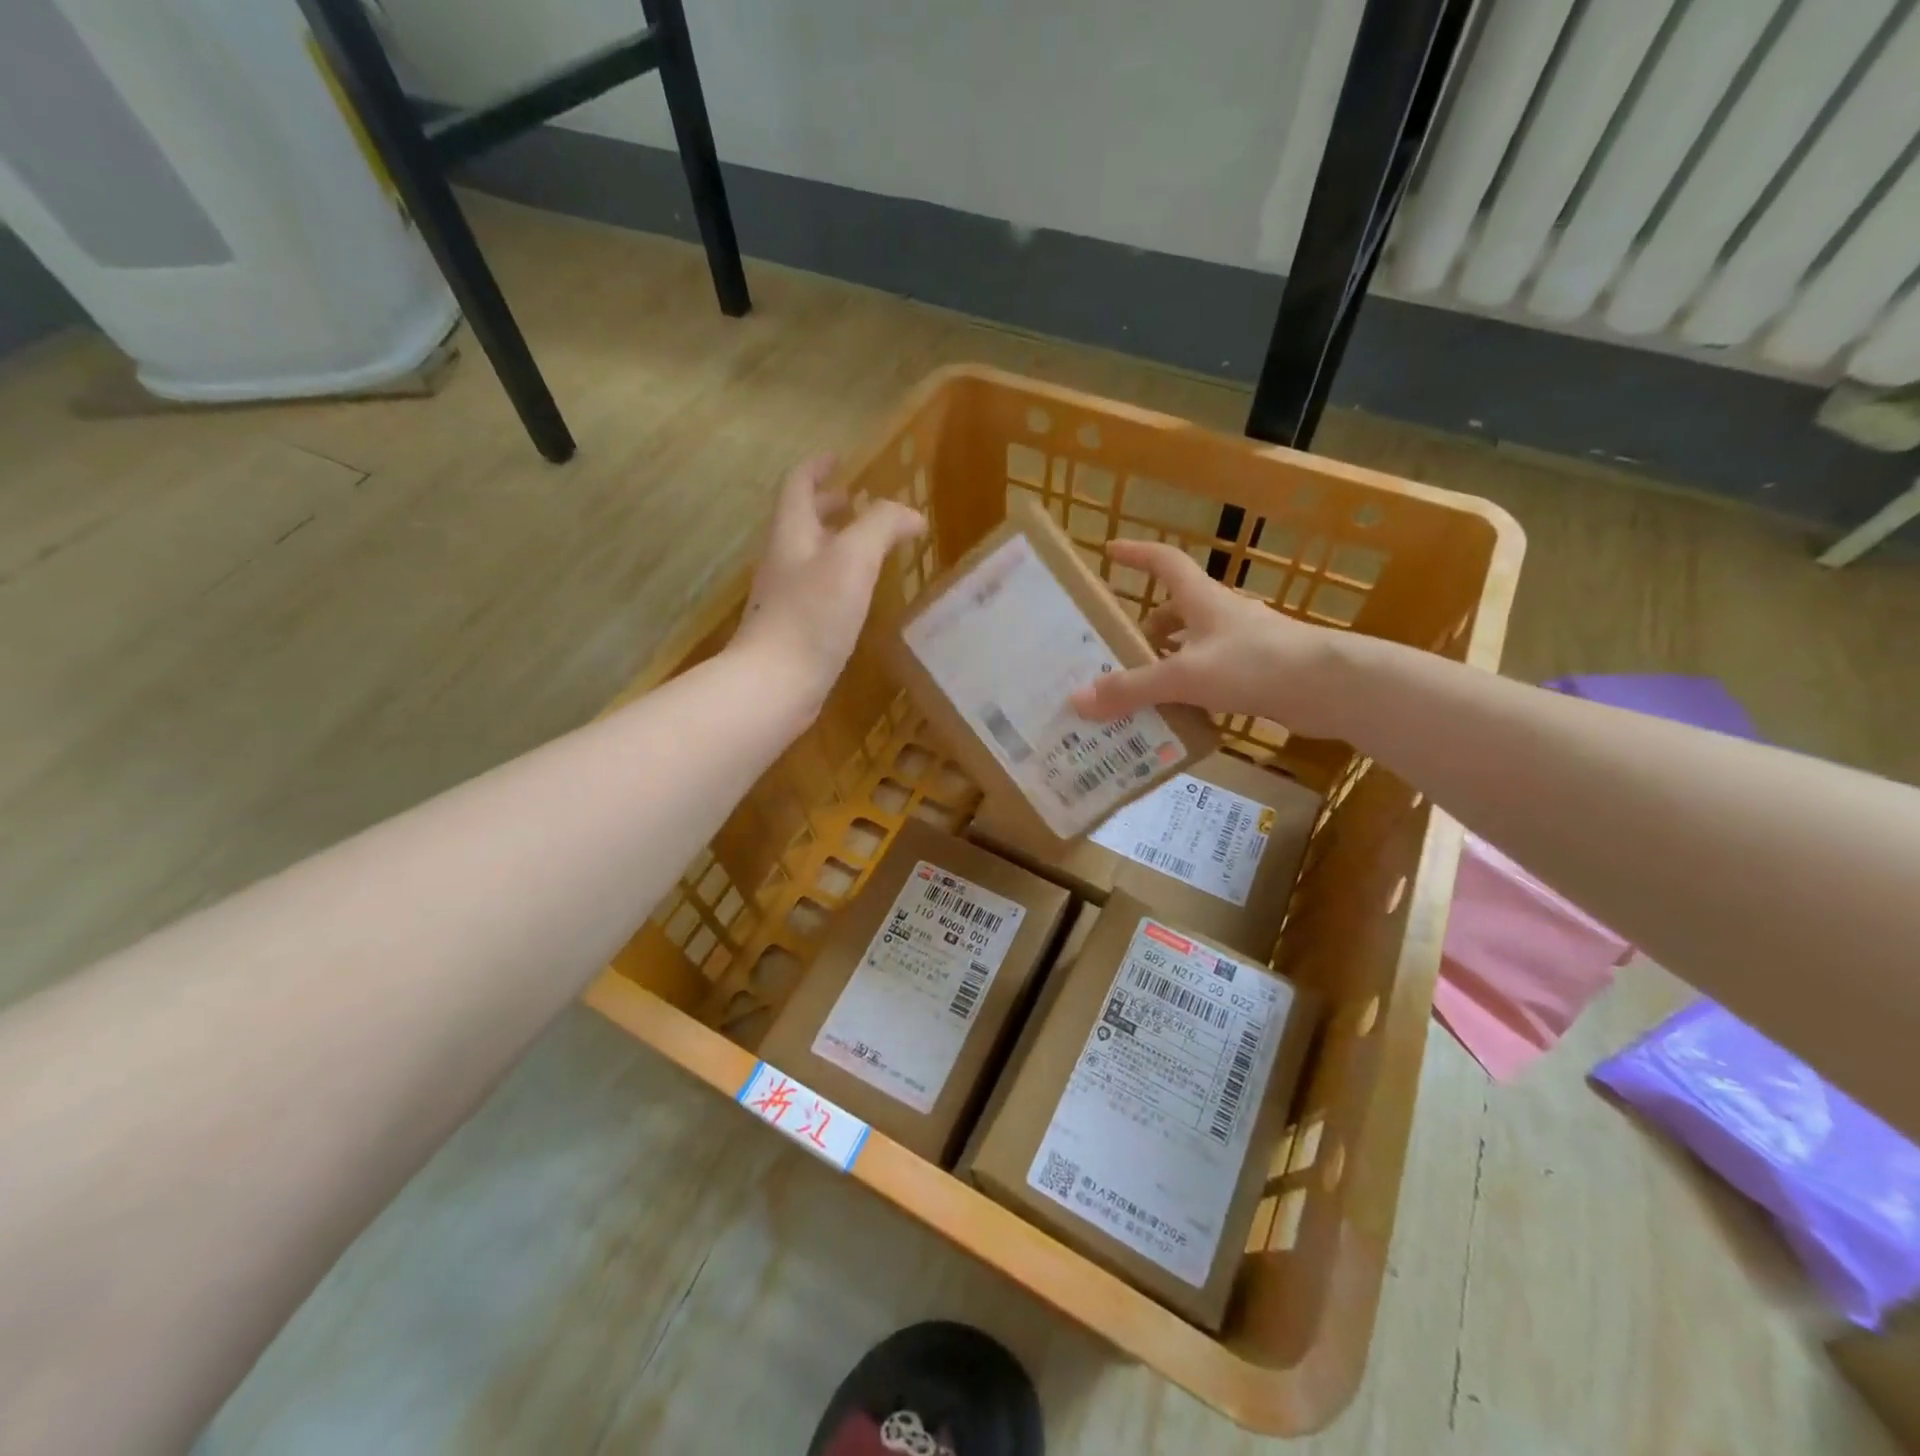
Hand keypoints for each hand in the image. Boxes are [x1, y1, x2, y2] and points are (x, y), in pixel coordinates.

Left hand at [730, 454, 926, 712]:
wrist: (776, 682)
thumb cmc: (813, 616)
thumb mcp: (853, 559)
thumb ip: (881, 526)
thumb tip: (910, 514)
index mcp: (792, 534)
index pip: (799, 485)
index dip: (818, 467)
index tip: (839, 458)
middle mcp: (783, 559)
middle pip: (802, 520)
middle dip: (828, 505)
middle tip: (857, 503)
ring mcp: (785, 596)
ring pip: (809, 555)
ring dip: (835, 542)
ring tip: (867, 547)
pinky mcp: (793, 628)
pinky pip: (816, 588)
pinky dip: (837, 577)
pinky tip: (858, 596)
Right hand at [1069, 540, 1354, 737]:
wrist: (1330, 686)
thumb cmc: (1253, 665)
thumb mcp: (1184, 676)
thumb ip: (1132, 688)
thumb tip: (1078, 700)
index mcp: (1203, 600)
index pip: (1165, 563)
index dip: (1137, 554)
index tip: (1110, 551)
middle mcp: (1223, 614)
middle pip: (1178, 609)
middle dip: (1148, 626)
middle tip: (1119, 651)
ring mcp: (1244, 642)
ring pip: (1196, 643)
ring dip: (1170, 659)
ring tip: (1143, 687)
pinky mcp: (1260, 671)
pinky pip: (1214, 672)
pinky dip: (1193, 685)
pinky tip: (1182, 711)